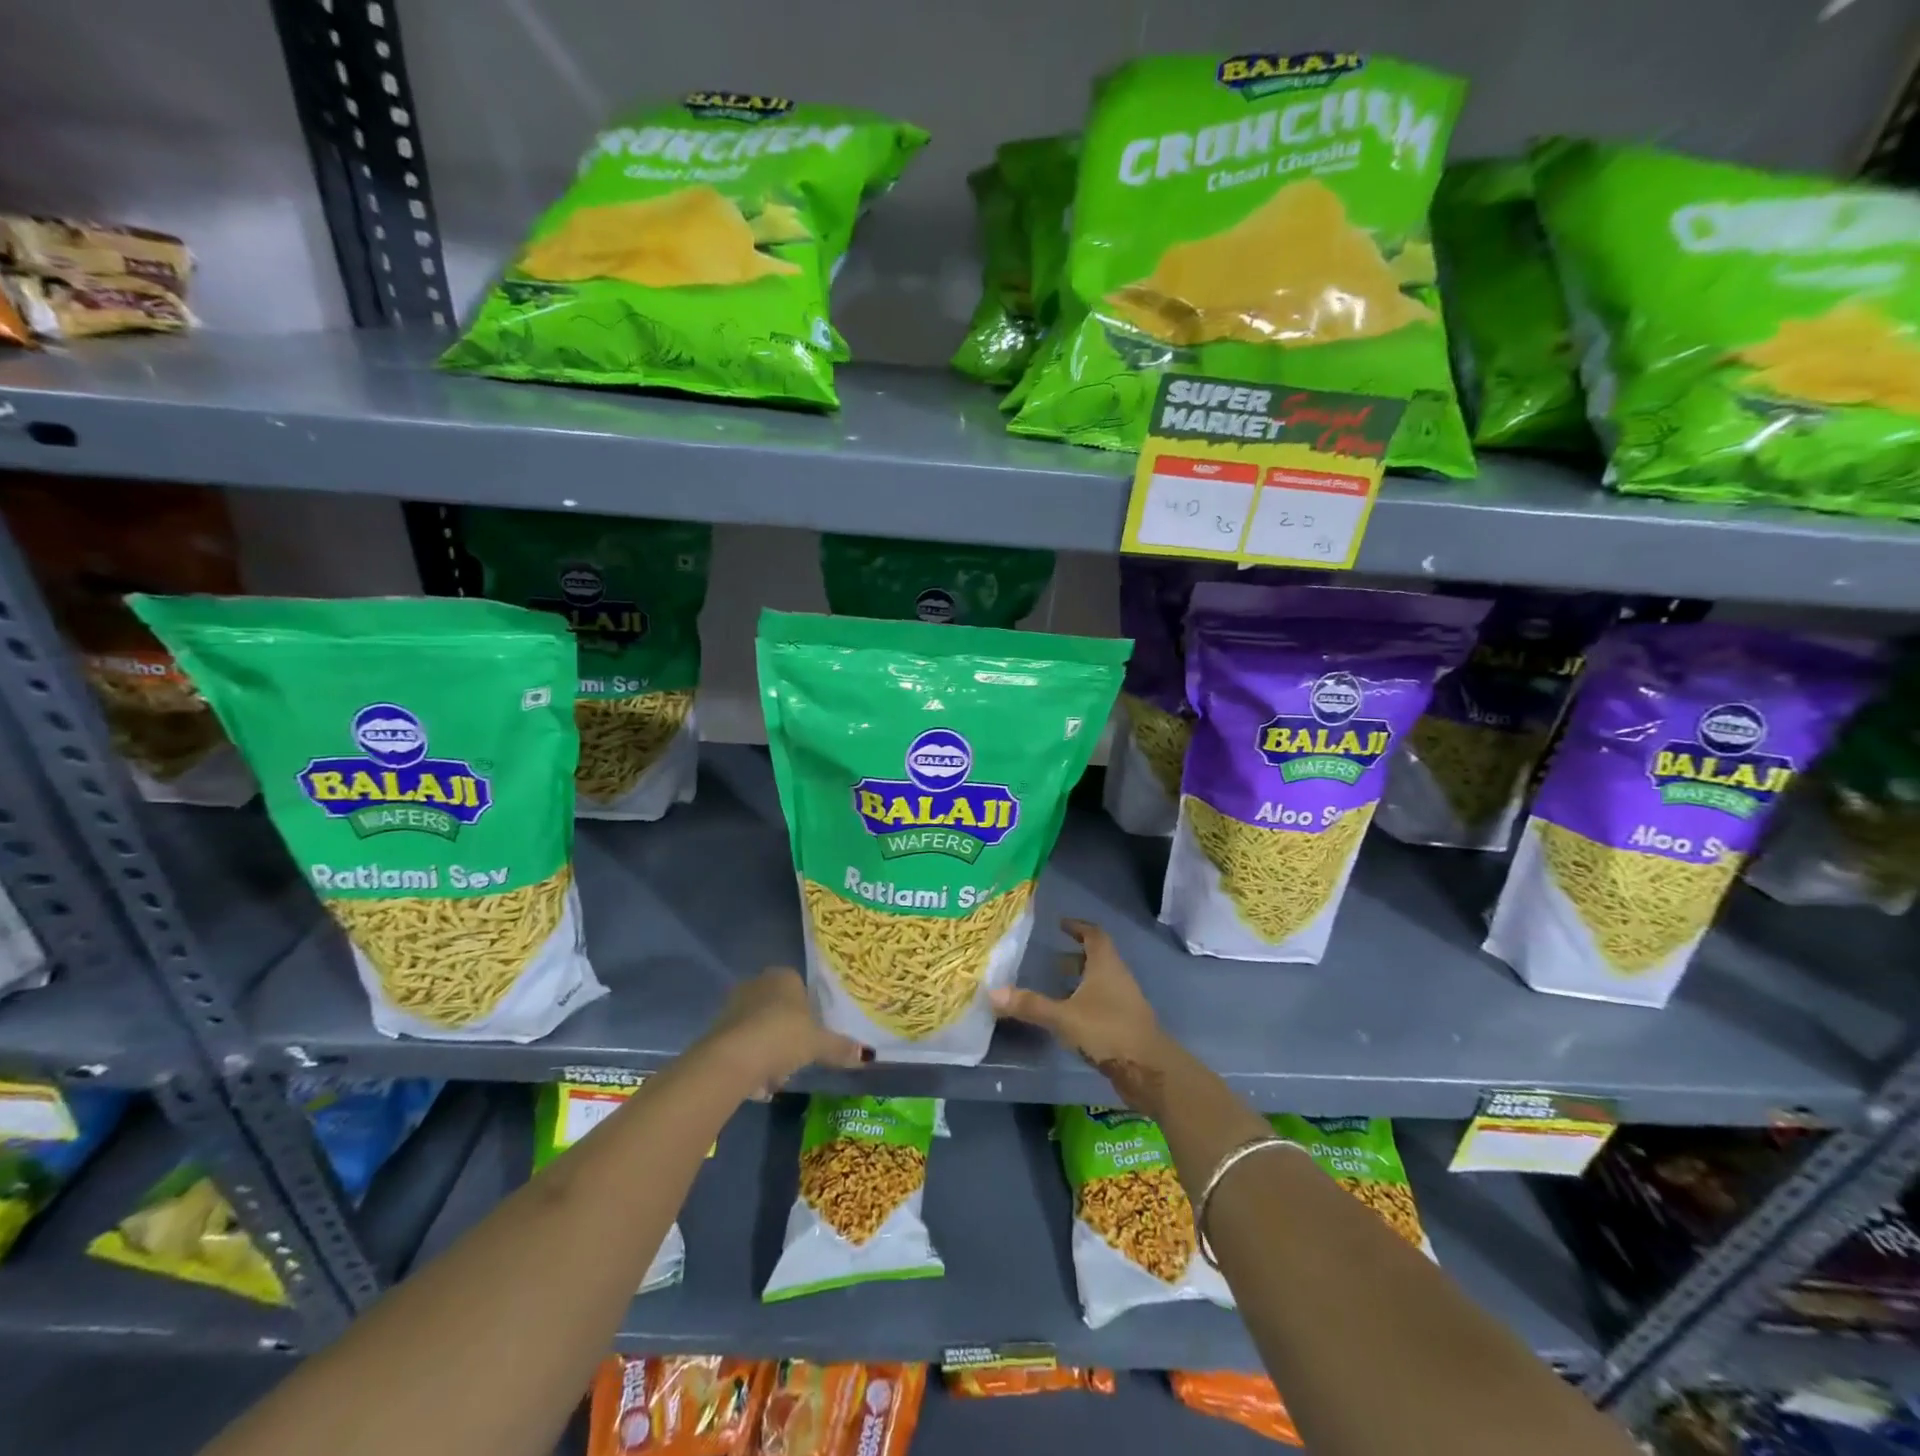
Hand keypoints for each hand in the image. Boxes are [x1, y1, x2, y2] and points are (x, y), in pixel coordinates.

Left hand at [703, 967, 871, 1098]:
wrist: (731, 1059)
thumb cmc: (782, 1037)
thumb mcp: (818, 1044)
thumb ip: (840, 1048)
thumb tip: (866, 1055)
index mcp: (784, 977)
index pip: (801, 989)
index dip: (808, 1014)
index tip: (812, 1037)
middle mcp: (757, 984)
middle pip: (779, 1011)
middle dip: (788, 1036)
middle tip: (796, 1060)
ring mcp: (734, 1005)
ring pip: (761, 1030)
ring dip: (769, 1054)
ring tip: (776, 1079)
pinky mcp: (717, 1030)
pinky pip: (743, 1046)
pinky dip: (751, 1064)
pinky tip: (757, 1085)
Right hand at [990, 919, 1174, 1112]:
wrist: (1149, 1070)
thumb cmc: (1108, 1031)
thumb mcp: (1064, 1017)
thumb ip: (1030, 1005)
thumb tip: (992, 992)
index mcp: (1106, 966)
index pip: (1094, 935)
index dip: (1078, 927)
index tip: (1060, 925)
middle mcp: (1118, 978)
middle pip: (1098, 958)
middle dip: (1075, 956)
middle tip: (1051, 959)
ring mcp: (1125, 1002)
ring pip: (1101, 982)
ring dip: (1081, 981)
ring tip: (1055, 988)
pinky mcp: (1126, 1024)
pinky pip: (1104, 1003)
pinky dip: (1086, 1002)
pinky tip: (1070, 1018)